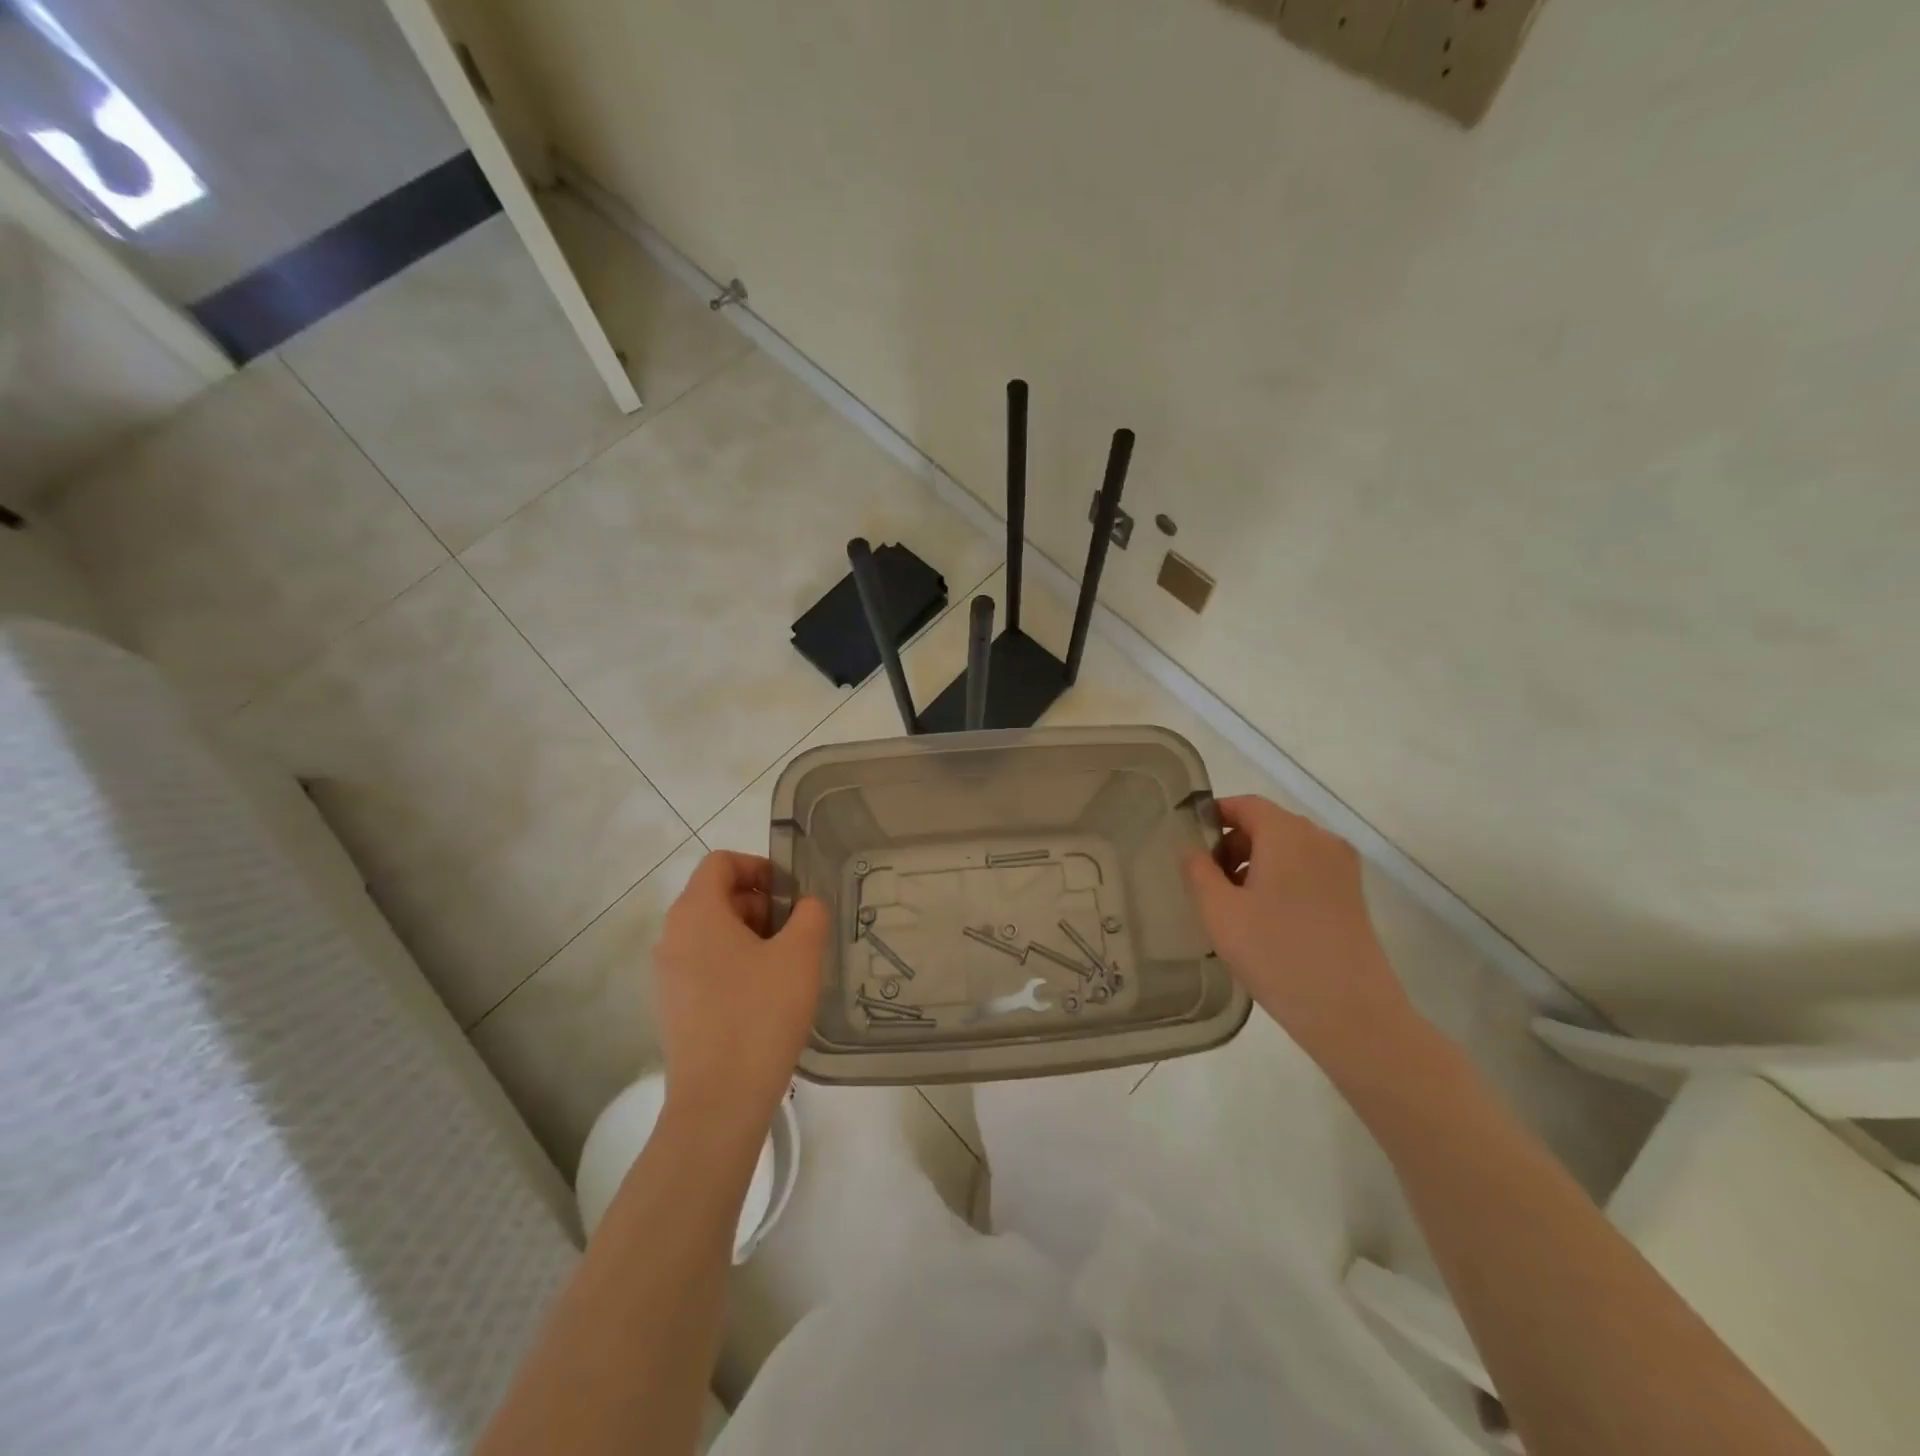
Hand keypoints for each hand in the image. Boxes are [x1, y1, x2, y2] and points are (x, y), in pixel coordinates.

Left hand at [654, 851, 827, 1132]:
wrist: (719, 1101)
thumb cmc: (761, 1014)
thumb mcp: (800, 954)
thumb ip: (810, 913)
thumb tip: (805, 905)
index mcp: (696, 912)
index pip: (721, 862)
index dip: (759, 866)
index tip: (791, 893)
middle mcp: (672, 936)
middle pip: (716, 896)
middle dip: (760, 904)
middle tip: (795, 932)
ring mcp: (667, 975)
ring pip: (712, 933)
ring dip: (750, 936)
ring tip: (785, 966)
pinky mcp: (672, 1007)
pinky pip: (704, 966)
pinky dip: (735, 965)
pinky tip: (764, 997)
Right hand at [1184, 796, 1415, 1072]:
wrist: (1350, 1012)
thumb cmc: (1275, 953)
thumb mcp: (1218, 911)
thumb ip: (1197, 871)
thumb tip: (1192, 849)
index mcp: (1287, 834)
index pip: (1245, 805)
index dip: (1214, 816)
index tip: (1189, 842)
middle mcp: (1319, 839)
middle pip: (1267, 825)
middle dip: (1233, 844)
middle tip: (1207, 881)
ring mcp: (1342, 867)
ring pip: (1288, 848)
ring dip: (1256, 863)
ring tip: (1233, 904)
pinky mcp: (1352, 894)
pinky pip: (1307, 869)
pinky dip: (1280, 878)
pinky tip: (1265, 918)